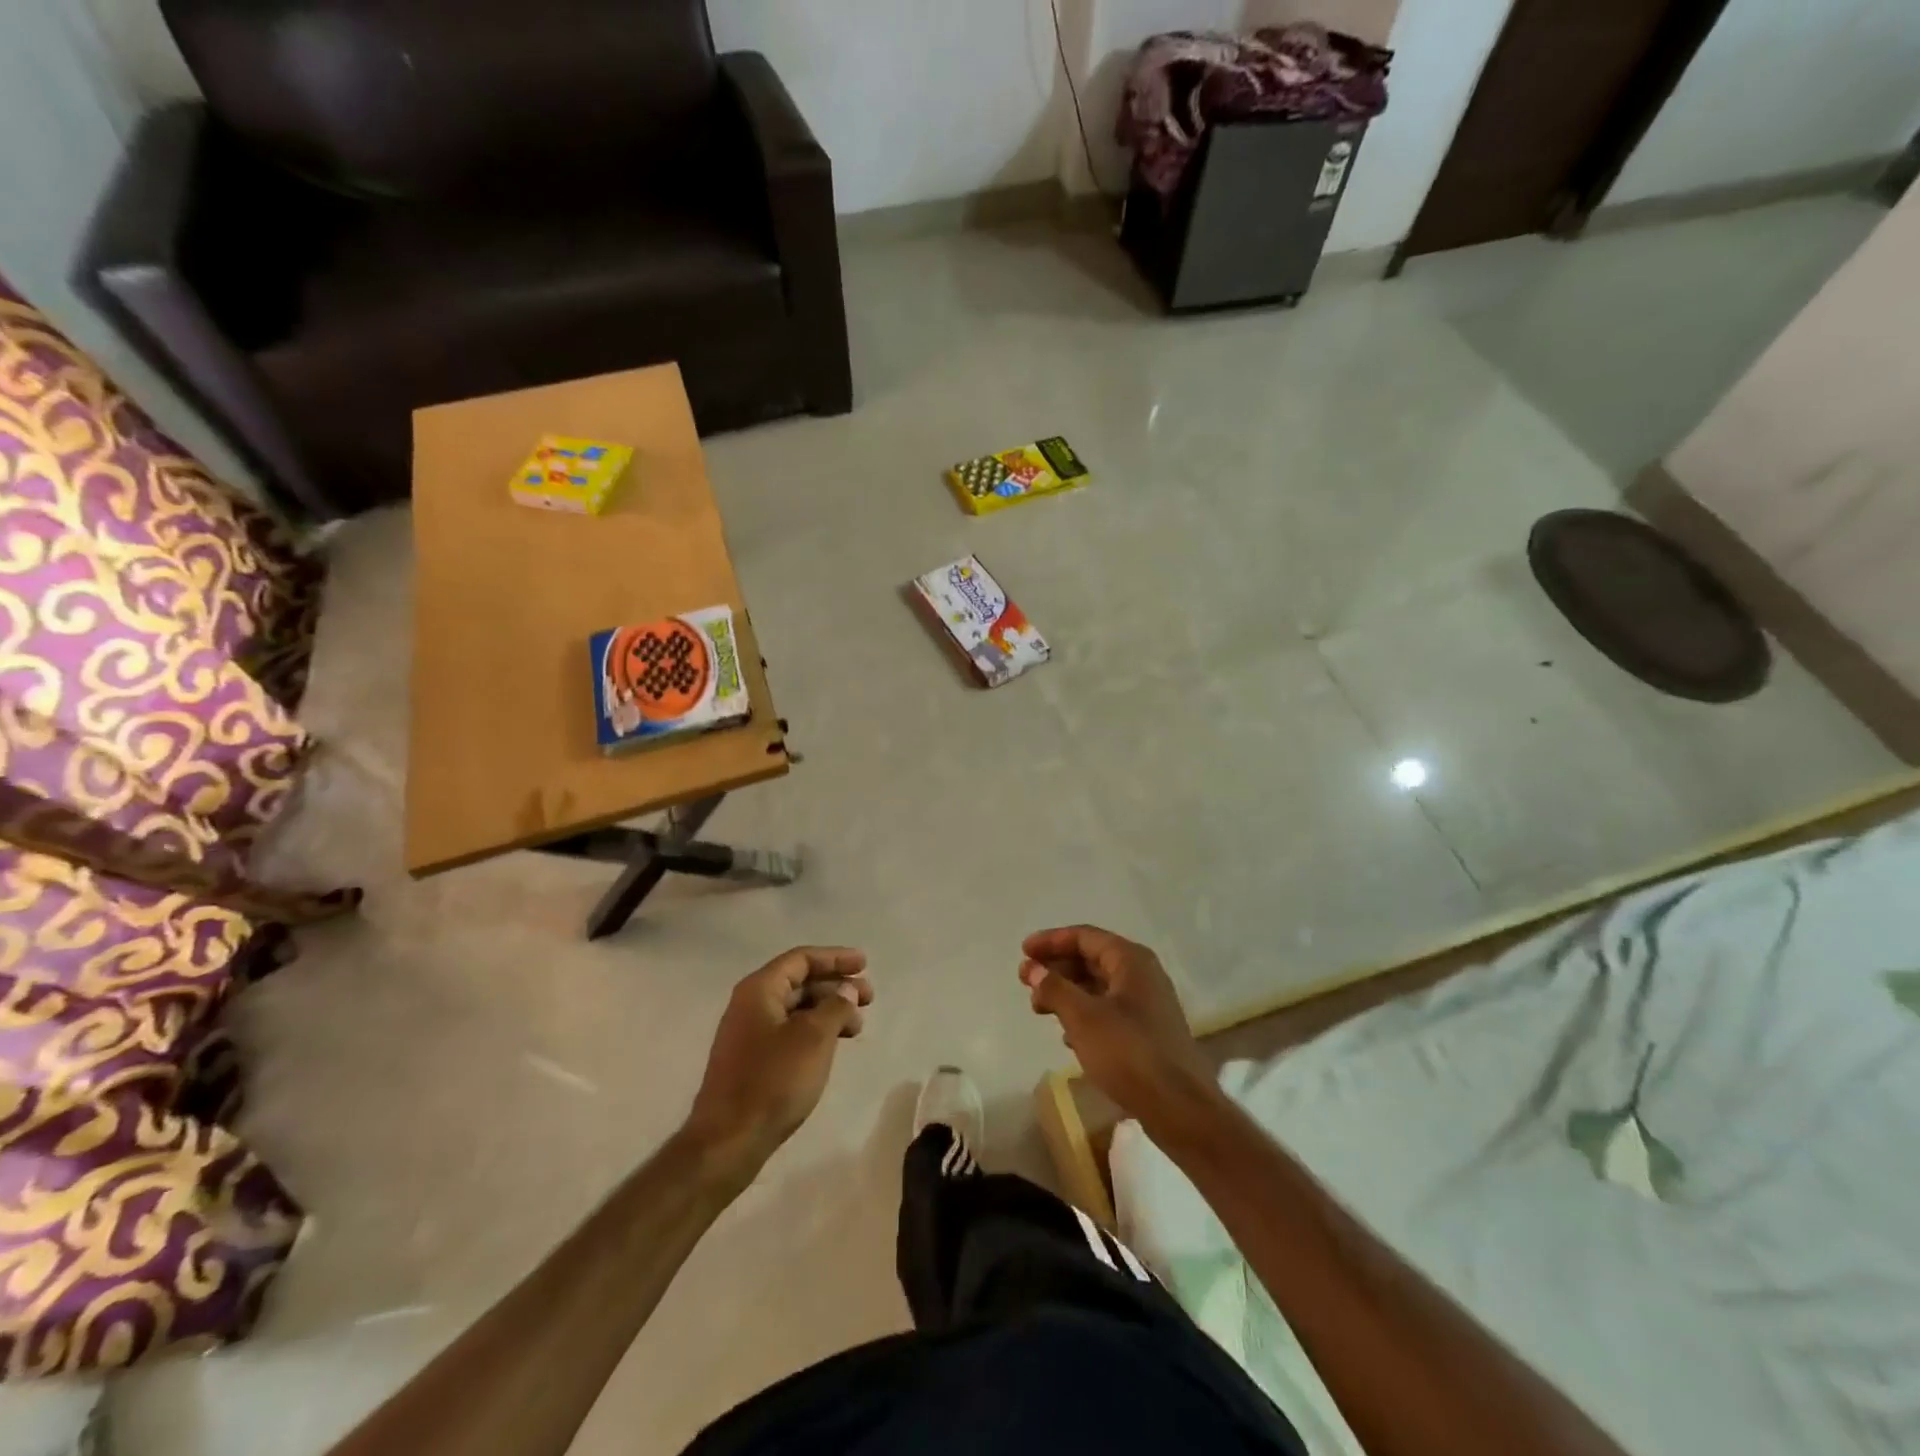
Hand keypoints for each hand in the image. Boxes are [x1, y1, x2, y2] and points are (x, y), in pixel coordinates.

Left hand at [684, 947, 871, 1181]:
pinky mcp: (753, 1060)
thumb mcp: (814, 1038)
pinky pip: (790, 1031)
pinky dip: (816, 1031)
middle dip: (836, 986)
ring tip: (858, 1025)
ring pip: (797, 1009)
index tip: (864, 963)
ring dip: (829, 1010)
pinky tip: (835, 1044)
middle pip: (800, 982)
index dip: (835, 958)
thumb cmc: (773, 1080)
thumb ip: (835, 1006)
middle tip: (869, 997)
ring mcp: (749, 1034)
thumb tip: (846, 991)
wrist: (728, 1141)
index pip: (801, 959)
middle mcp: (751, 1004)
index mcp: (760, 989)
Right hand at [1021, 925, 1216, 1132]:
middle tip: (1027, 982)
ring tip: (1040, 1009)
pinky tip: (1067, 1035)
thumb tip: (1032, 968)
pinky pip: (1109, 1010)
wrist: (1180, 1108)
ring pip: (1099, 986)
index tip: (1023, 951)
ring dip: (1068, 992)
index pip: (1084, 936)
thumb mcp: (1083, 1018)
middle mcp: (1143, 974)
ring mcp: (1149, 1004)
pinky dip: (1084, 1014)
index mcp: (1131, 960)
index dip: (1051, 941)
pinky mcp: (1149, 1032)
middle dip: (1057, 968)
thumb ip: (1054, 988)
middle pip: (1092, 959)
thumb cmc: (1129, 1053)